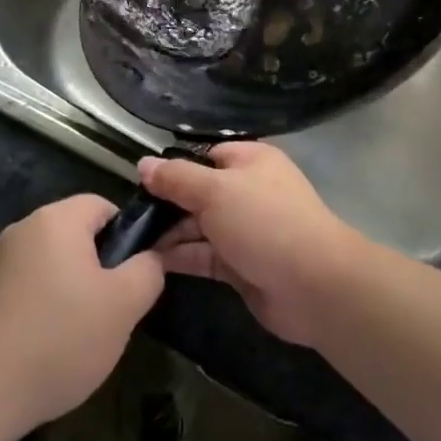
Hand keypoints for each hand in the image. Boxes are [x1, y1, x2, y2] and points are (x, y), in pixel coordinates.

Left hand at [0, 194, 163, 440]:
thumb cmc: (59, 339)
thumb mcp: (124, 306)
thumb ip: (148, 271)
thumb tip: (152, 257)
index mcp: (57, 219)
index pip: (104, 206)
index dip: (127, 236)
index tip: (132, 277)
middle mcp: (24, 228)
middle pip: (76, 235)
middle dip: (99, 267)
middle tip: (111, 310)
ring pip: (51, 264)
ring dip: (70, 290)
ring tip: (79, 335)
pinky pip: (26, 288)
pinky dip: (41, 308)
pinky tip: (45, 347)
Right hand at [140, 142, 367, 345]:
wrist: (313, 285)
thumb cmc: (264, 221)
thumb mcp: (215, 191)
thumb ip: (176, 179)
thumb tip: (143, 164)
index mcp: (250, 161)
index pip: (205, 156)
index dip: (174, 168)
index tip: (140, 183)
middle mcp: (247, 191)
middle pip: (199, 193)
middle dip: (166, 205)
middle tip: (127, 218)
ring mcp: (245, 230)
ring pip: (199, 227)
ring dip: (168, 234)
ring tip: (129, 243)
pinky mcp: (241, 266)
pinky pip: (204, 256)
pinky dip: (180, 257)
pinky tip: (148, 262)